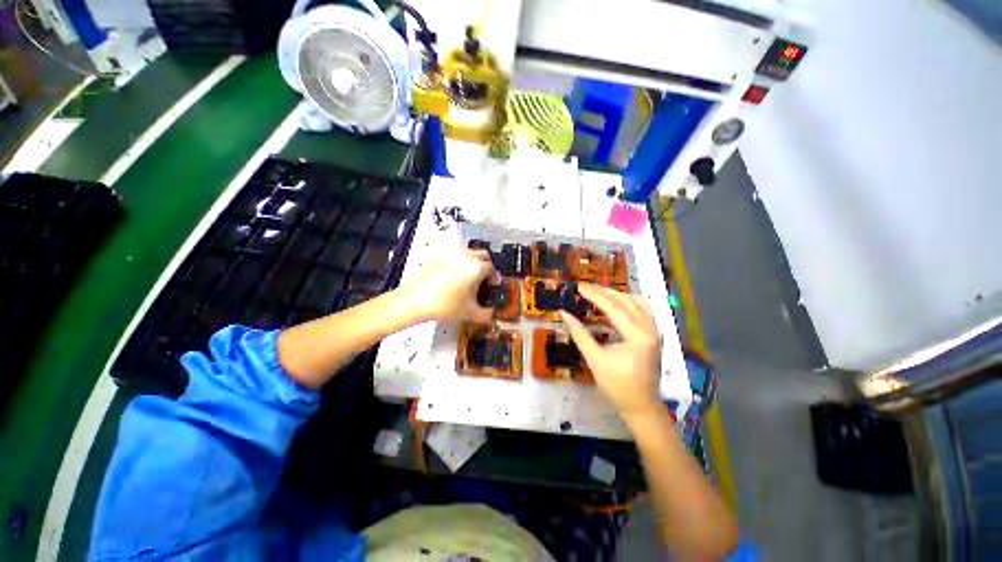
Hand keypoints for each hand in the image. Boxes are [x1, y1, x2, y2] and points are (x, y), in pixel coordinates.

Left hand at [403, 249, 497, 322]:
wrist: (415, 300)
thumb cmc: (445, 304)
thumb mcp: (470, 313)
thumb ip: (485, 314)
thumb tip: (490, 314)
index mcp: (477, 266)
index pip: (492, 269)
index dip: (495, 278)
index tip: (493, 286)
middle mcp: (466, 256)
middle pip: (483, 255)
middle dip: (487, 266)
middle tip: (484, 279)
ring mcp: (451, 255)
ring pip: (469, 254)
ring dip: (473, 263)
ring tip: (469, 279)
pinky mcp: (438, 257)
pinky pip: (455, 257)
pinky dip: (459, 264)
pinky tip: (454, 279)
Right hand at [559, 283, 662, 420]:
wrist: (641, 406)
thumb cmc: (617, 385)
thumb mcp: (595, 359)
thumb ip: (580, 334)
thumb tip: (564, 314)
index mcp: (637, 336)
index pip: (613, 307)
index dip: (595, 295)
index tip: (579, 287)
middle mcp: (650, 329)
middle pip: (627, 301)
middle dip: (605, 292)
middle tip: (586, 287)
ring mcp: (655, 332)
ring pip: (638, 303)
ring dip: (618, 295)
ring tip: (599, 292)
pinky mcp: (654, 335)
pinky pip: (644, 310)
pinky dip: (629, 302)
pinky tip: (617, 303)